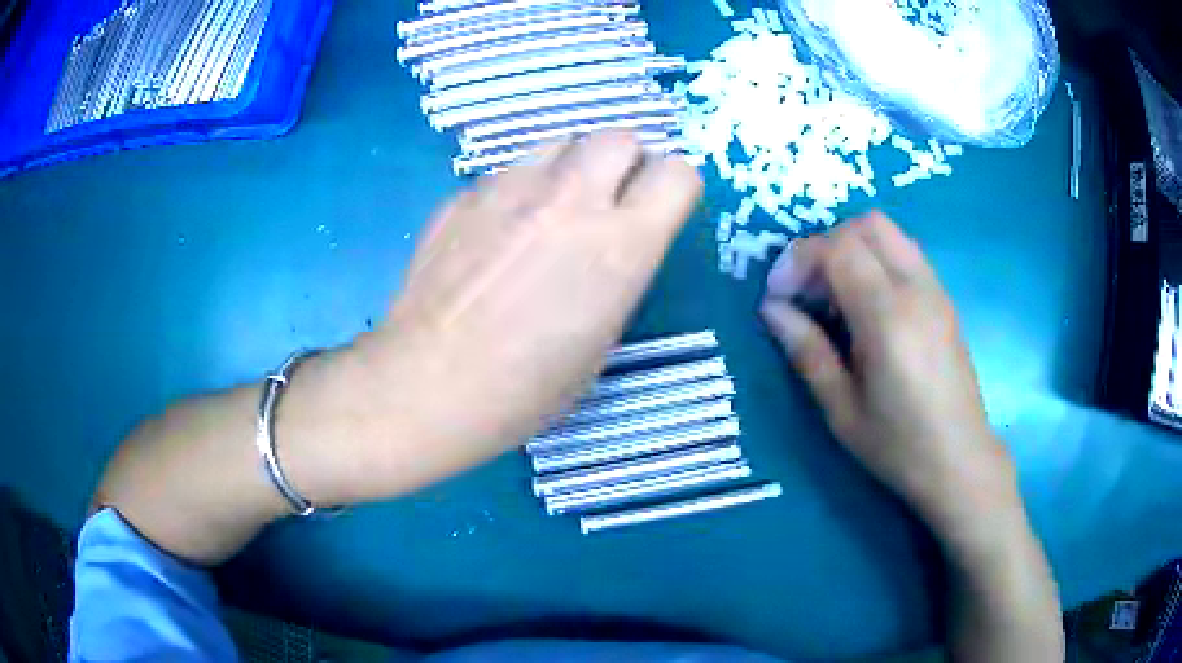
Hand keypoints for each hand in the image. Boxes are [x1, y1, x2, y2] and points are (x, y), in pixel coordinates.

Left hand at [376, 132, 702, 472]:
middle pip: (620, 136)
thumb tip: (607, 246)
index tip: (659, 209)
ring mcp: (511, 189)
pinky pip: (507, 172)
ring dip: (570, 167)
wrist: (431, 383)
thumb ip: (616, 273)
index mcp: (622, 244)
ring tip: (549, 209)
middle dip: (625, 162)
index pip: (679, 174)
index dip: (675, 189)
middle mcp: (572, 199)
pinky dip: (517, 190)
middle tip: (607, 201)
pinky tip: (495, 233)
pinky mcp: (465, 195)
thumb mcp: (600, 340)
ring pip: (560, 142)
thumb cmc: (527, 387)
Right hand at [759, 212, 1014, 538]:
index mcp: (888, 319)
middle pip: (866, 225)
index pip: (839, 249)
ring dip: (852, 247)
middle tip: (806, 289)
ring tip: (833, 295)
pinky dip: (875, 259)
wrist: (960, 461)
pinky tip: (866, 304)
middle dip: (825, 244)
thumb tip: (772, 310)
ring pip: (889, 232)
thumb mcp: (842, 410)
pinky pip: (905, 253)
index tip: (778, 295)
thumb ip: (808, 351)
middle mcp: (916, 290)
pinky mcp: (944, 299)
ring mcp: (935, 290)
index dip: (799, 260)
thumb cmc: (899, 446)